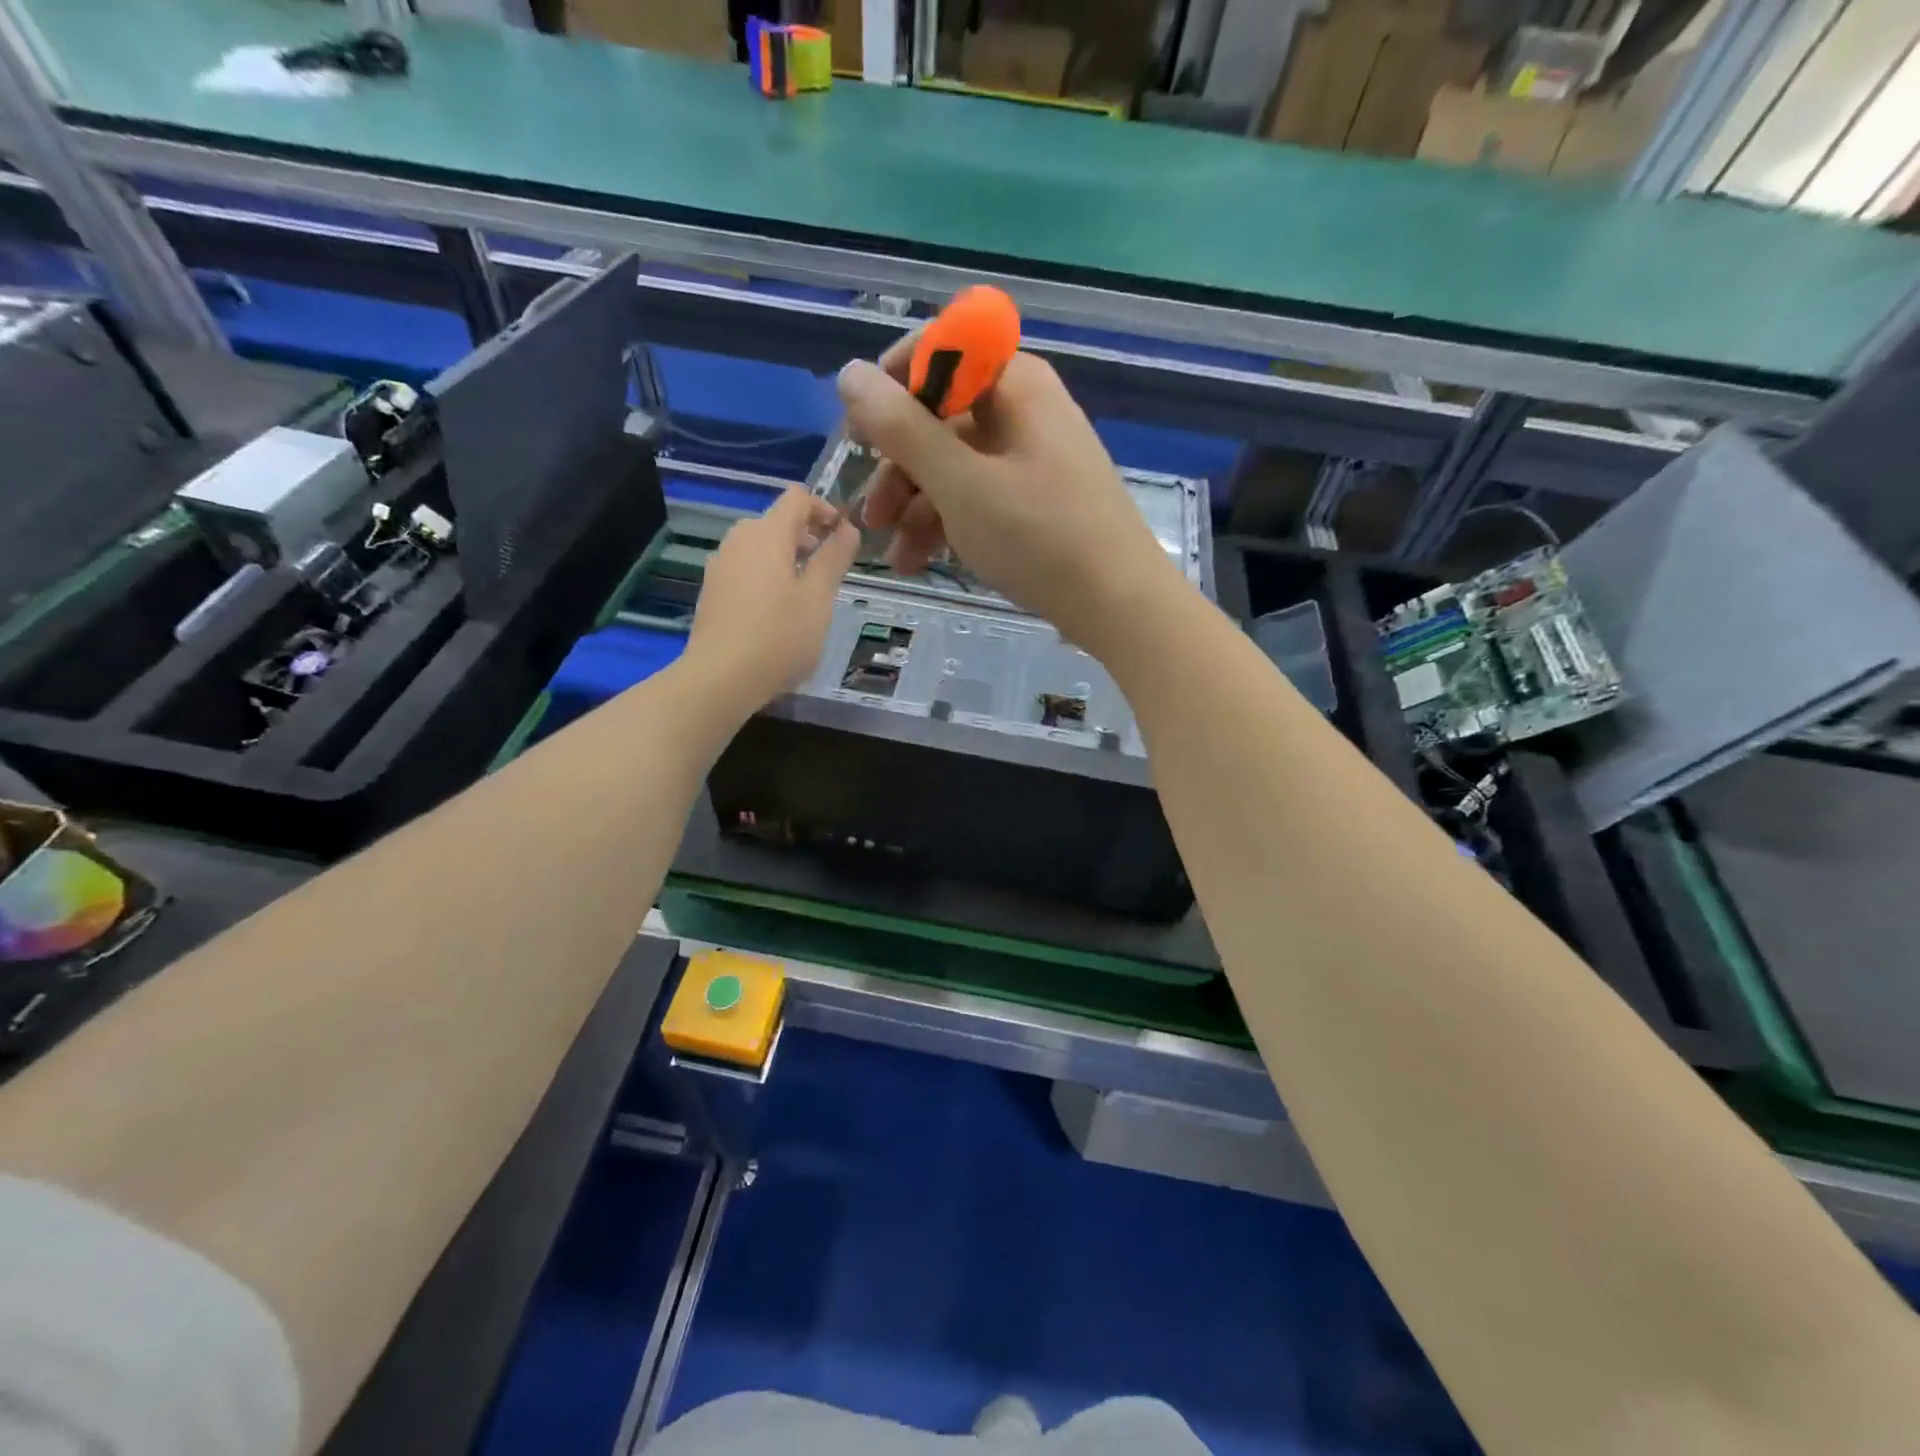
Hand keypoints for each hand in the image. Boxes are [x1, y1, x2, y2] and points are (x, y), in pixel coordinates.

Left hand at [684, 488, 860, 713]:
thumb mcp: (819, 598)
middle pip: (777, 522)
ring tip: (807, 597)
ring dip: (788, 560)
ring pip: (761, 548)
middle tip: (830, 572)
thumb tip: (848, 528)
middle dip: (808, 538)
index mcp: (767, 534)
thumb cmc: (779, 636)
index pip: (797, 498)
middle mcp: (738, 540)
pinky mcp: (712, 592)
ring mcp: (720, 566)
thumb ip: (834, 558)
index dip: (825, 509)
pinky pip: (746, 570)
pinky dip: (768, 578)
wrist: (720, 679)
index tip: (844, 539)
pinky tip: (778, 615)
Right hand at [835, 345, 1184, 658]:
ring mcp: (1032, 458)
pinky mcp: (1036, 500)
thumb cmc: (1039, 537)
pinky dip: (946, 523)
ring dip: (915, 505)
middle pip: (941, 417)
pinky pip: (979, 496)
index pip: (940, 351)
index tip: (860, 436)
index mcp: (1014, 383)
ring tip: (891, 554)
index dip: (893, 387)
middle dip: (897, 466)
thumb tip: (850, 372)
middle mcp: (1024, 409)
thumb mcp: (960, 483)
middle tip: (869, 516)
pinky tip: (918, 561)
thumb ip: (900, 427)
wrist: (1118, 604)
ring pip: (955, 465)